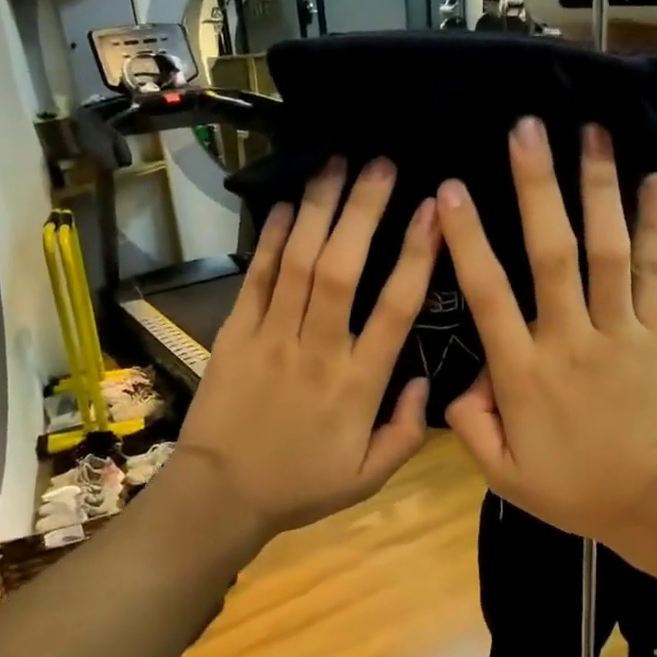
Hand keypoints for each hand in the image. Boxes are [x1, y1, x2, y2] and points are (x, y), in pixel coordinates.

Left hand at [175, 156, 437, 537]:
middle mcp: (318, 350)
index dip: (417, 256)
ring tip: (335, 162)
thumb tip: (428, 380)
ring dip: (319, 209)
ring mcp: (272, 337)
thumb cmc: (300, 485)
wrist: (221, 494)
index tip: (434, 212)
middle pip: (343, 269)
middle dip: (363, 211)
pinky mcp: (236, 333)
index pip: (396, 310)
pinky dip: (272, 239)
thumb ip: (408, 432)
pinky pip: (257, 279)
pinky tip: (287, 205)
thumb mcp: (369, 477)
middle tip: (381, 163)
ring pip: (299, 263)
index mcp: (358, 385)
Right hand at [439, 118, 656, 543]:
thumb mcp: (503, 476)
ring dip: (598, 189)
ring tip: (591, 132)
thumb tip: (457, 383)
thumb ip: (470, 427)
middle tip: (526, 129)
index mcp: (524, 374)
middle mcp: (569, 340)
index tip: (452, 190)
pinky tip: (654, 179)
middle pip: (551, 254)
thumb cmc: (576, 490)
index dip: (468, 240)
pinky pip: (656, 271)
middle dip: (536, 188)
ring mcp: (621, 331)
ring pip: (607, 251)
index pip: (488, 295)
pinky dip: (655, 225)